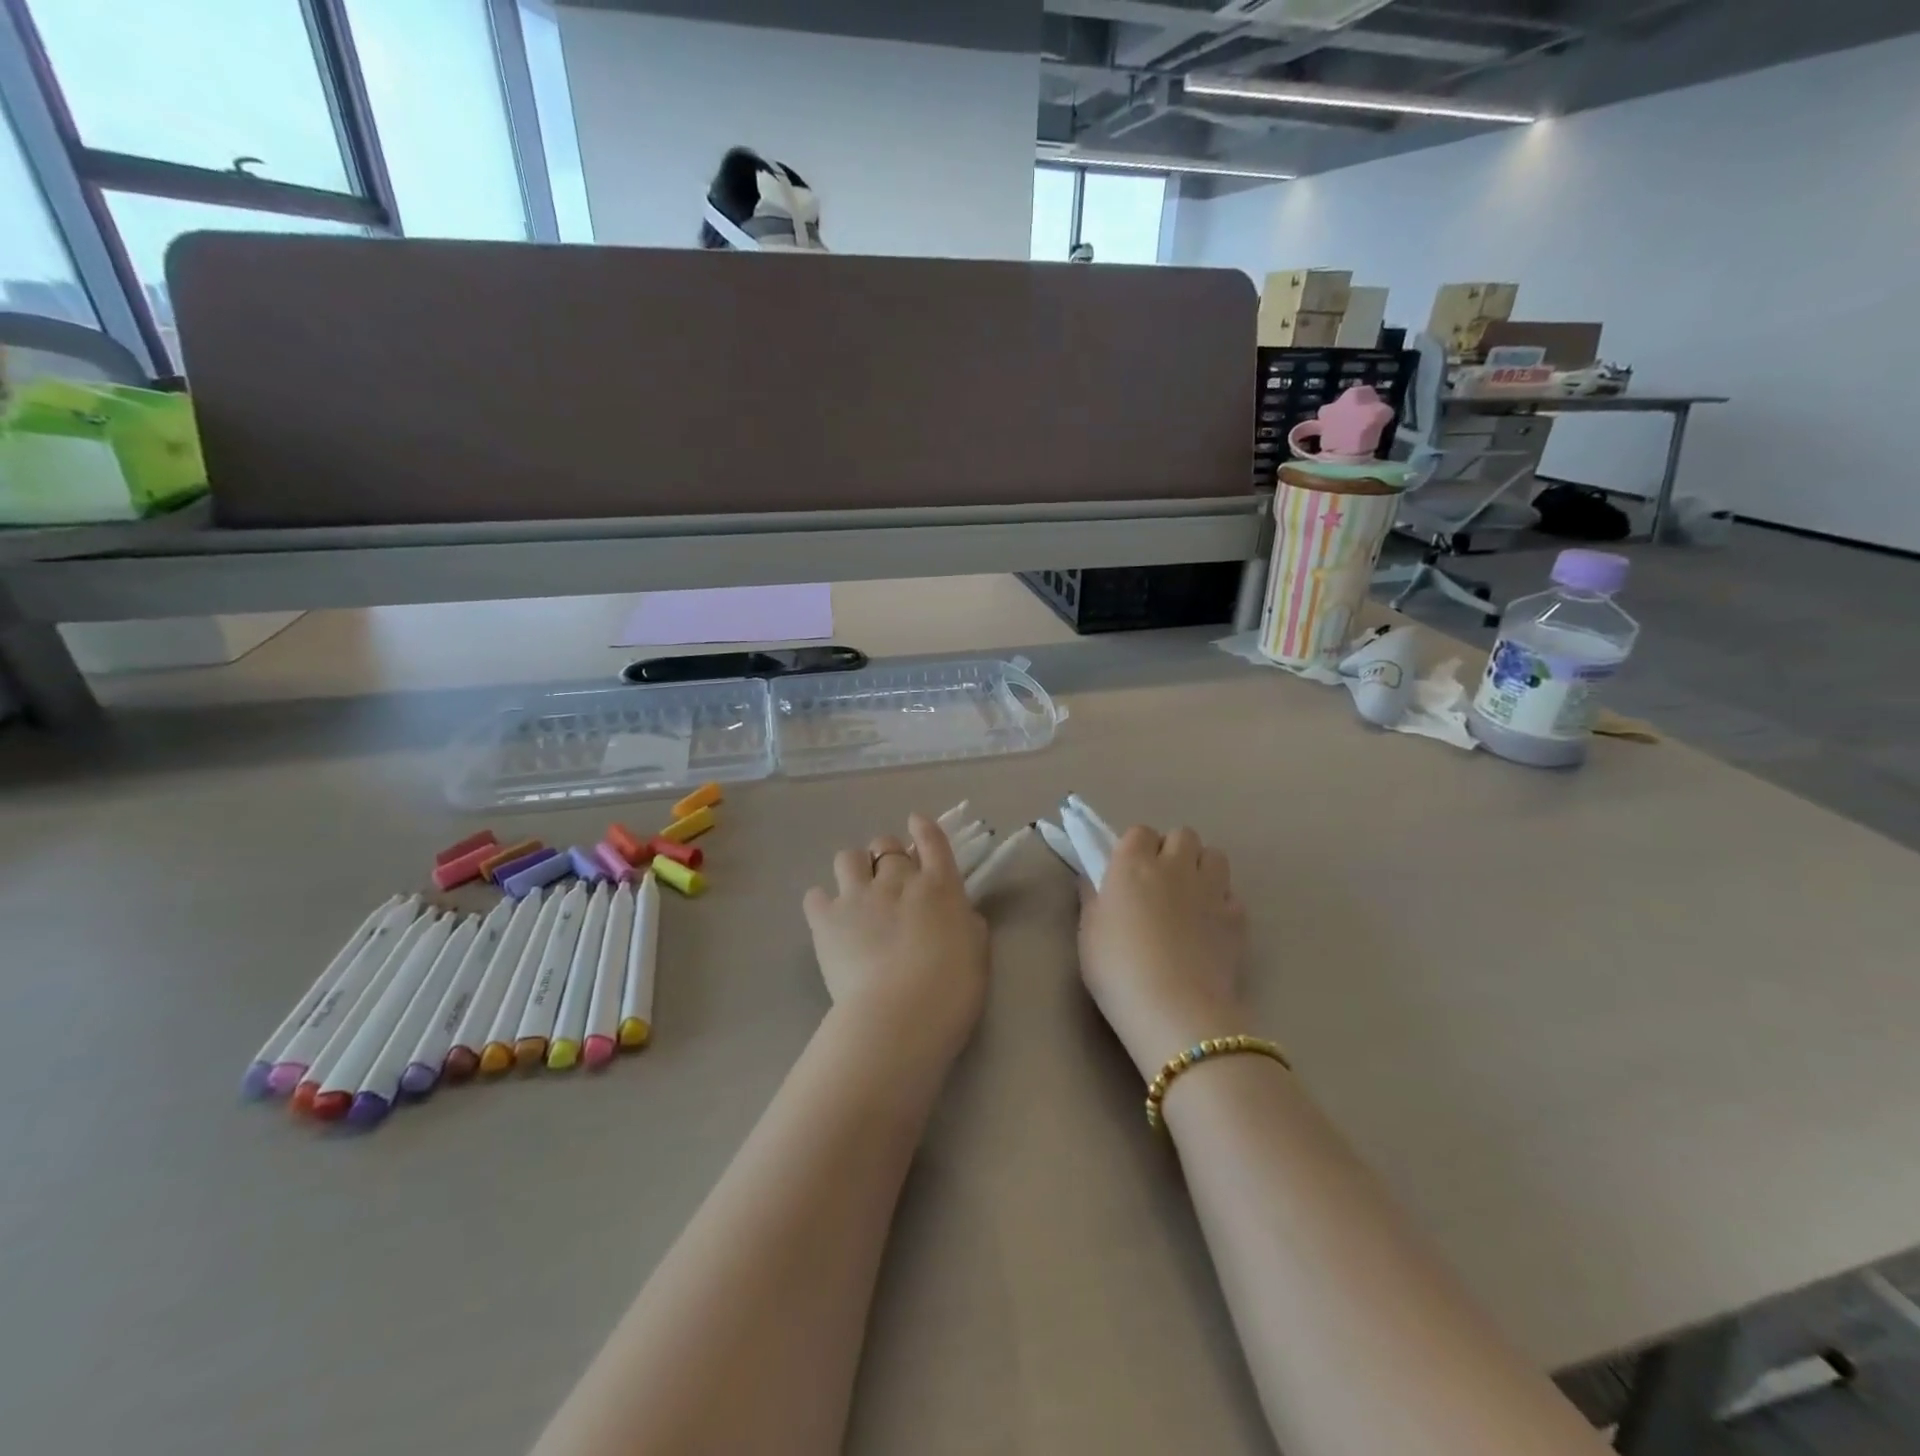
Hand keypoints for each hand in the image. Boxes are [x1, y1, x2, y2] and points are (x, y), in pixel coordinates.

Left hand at [803, 813, 990, 1059]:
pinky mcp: (826, 918)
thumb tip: (954, 913)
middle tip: (888, 883)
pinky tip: (829, 920)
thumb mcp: (976, 950)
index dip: (923, 827)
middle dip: (887, 857)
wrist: (902, 1015)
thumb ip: (964, 922)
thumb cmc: (952, 989)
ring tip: (855, 894)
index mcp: (939, 886)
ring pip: (847, 858)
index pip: (932, 840)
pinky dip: (822, 903)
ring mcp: (858, 895)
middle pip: (886, 845)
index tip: (916, 821)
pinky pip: (815, 895)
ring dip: (853, 869)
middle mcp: (898, 880)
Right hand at [1078, 826, 1248, 1080]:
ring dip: (1201, 867)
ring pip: (1214, 855)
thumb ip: (1092, 897)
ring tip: (1189, 896)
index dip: (1134, 848)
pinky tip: (1209, 926)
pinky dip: (1222, 903)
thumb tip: (1092, 877)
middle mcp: (1174, 866)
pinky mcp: (1237, 917)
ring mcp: (1211, 889)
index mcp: (1133, 864)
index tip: (1126, 872)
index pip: (1139, 832)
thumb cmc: (1118, 968)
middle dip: (1172, 850)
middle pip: (1182, 835)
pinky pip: (1231, 894)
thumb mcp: (1089, 932)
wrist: (1174, 1009)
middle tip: (1158, 882)